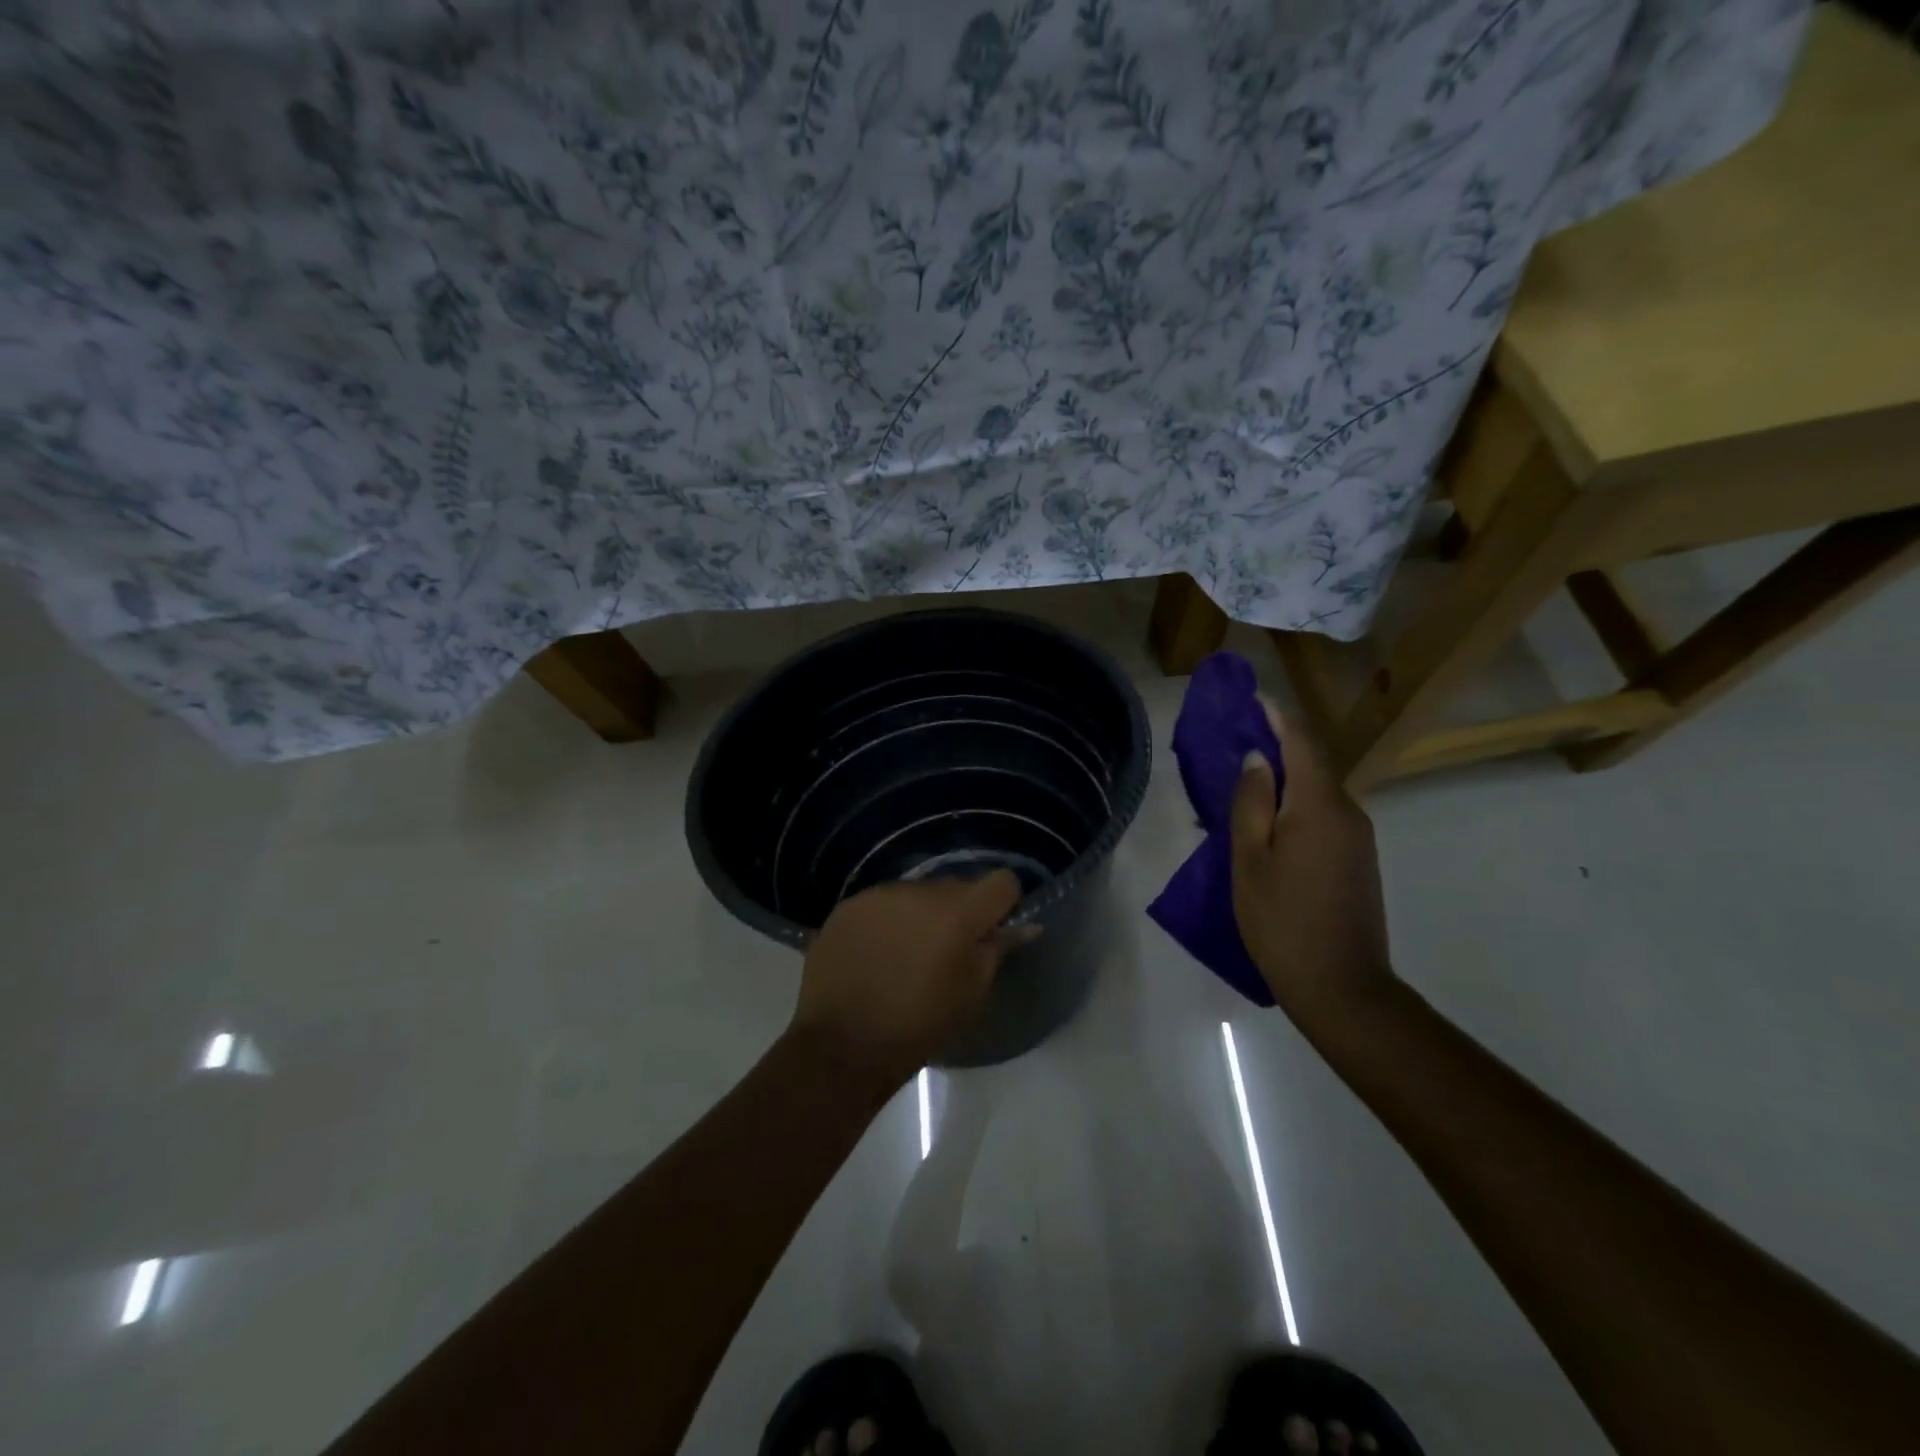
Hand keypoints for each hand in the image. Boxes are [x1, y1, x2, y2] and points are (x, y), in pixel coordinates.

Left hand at [790, 870, 1027, 1088]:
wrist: (841, 1045)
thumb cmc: (918, 1026)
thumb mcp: (970, 995)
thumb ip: (997, 951)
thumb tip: (1025, 926)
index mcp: (958, 913)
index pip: (1001, 881)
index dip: (1002, 905)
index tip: (991, 932)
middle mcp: (920, 891)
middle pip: (957, 886)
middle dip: (960, 911)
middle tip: (947, 951)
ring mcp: (880, 894)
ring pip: (918, 893)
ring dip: (922, 915)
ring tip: (906, 955)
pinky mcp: (849, 905)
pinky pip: (883, 902)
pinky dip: (888, 921)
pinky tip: (876, 954)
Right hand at [1230, 706, 1396, 1033]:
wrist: (1342, 987)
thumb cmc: (1282, 921)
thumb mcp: (1250, 860)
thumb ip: (1251, 803)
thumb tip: (1258, 759)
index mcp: (1319, 805)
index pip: (1301, 742)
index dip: (1277, 716)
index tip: (1253, 697)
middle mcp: (1348, 812)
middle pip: (1311, 765)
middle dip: (1277, 747)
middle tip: (1235, 745)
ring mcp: (1358, 838)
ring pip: (1317, 793)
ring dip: (1284, 782)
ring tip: (1245, 787)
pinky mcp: (1359, 861)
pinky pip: (1324, 817)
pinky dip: (1296, 808)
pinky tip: (1270, 825)